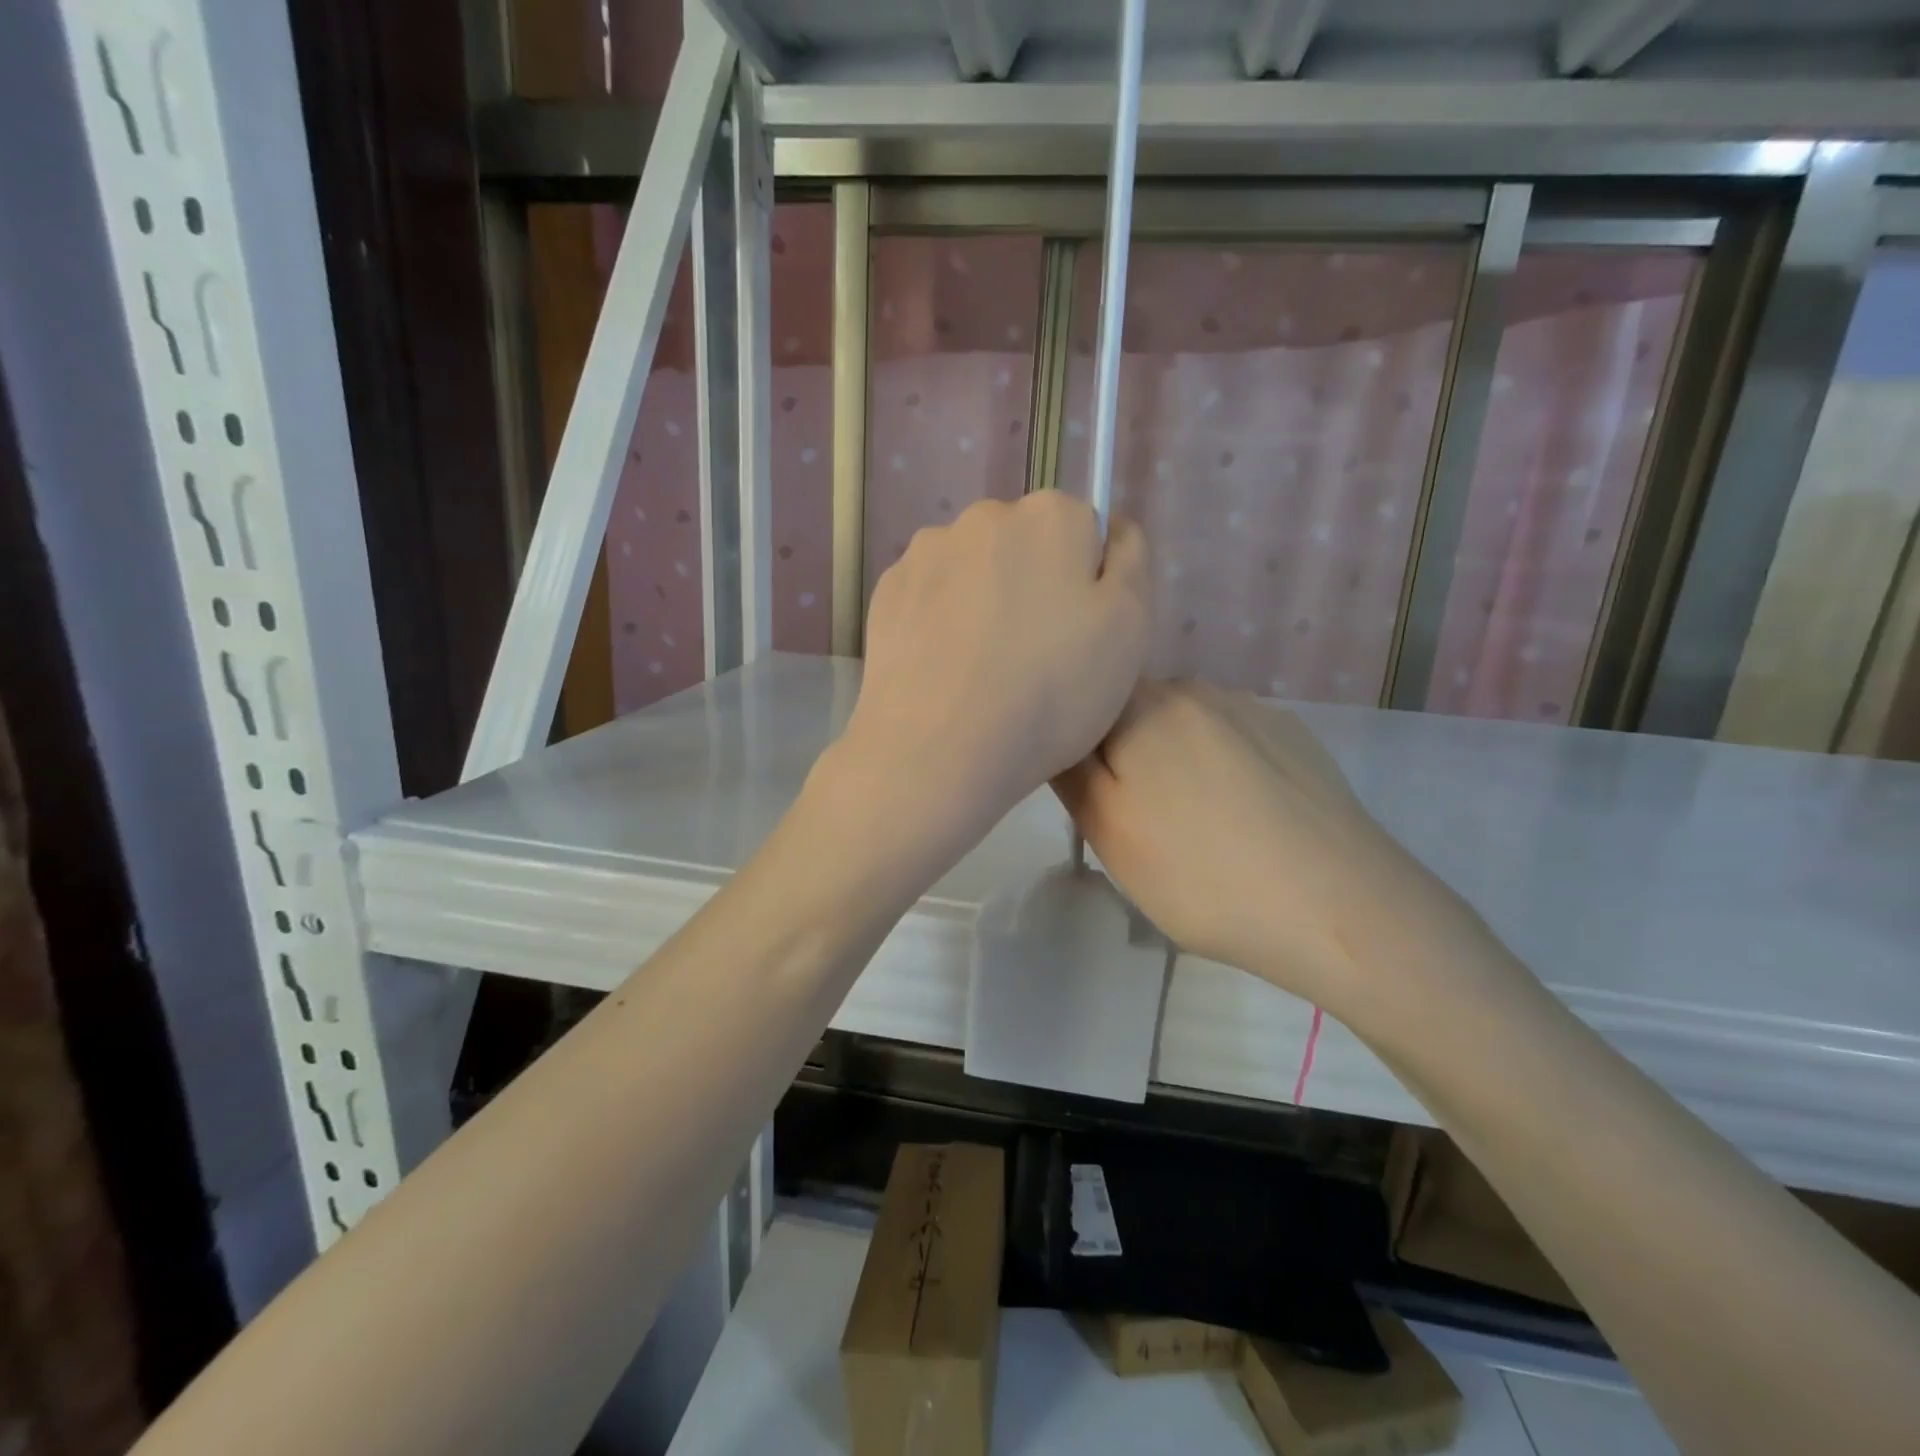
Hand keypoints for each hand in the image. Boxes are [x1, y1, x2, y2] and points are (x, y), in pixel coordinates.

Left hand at [837, 493, 1151, 848]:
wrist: (938, 750)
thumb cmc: (1051, 693)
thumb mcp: (1130, 629)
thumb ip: (1129, 561)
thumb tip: (1107, 528)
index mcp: (1051, 516)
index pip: (1082, 533)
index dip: (1086, 586)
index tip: (1077, 636)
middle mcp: (983, 516)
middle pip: (1024, 546)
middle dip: (1033, 586)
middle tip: (1033, 658)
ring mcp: (926, 552)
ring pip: (973, 571)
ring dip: (983, 601)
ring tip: (982, 670)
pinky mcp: (886, 592)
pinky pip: (930, 597)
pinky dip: (941, 621)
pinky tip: (944, 669)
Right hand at [1054, 680, 1476, 1016]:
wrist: (1341, 908)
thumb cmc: (1202, 874)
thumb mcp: (1108, 830)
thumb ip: (1070, 769)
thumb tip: (1062, 731)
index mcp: (1143, 704)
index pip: (1086, 706)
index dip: (1080, 752)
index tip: (1095, 803)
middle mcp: (1197, 689)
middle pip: (1135, 716)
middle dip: (1128, 759)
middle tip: (1142, 825)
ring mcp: (1253, 710)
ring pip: (1185, 731)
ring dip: (1177, 766)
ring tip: (1197, 829)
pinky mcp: (1295, 737)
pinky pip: (1235, 744)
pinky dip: (1225, 773)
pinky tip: (1246, 823)